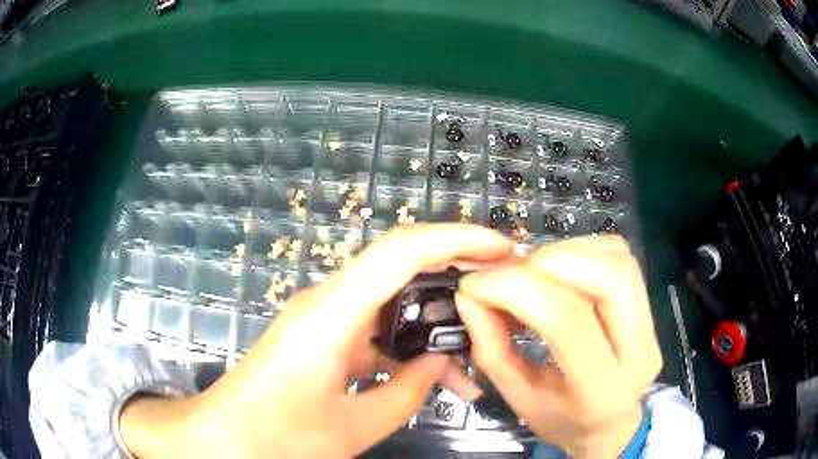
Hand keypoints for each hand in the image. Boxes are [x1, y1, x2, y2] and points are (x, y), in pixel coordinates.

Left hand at [120, 224, 512, 457]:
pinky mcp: (322, 338)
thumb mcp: (353, 426)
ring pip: (392, 307)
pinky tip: (430, 380)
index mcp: (332, 314)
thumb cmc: (277, 436)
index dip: (457, 239)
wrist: (222, 438)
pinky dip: (406, 351)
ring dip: (433, 329)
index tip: (502, 248)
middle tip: (500, 299)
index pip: (403, 251)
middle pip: (402, 268)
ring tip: (474, 366)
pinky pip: (374, 332)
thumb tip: (440, 366)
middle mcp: (328, 303)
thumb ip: (407, 393)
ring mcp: (324, 319)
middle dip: (456, 278)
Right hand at [456, 236, 661, 457]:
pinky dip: (583, 251)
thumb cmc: (562, 419)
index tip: (476, 283)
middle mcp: (638, 351)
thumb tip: (470, 296)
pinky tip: (559, 270)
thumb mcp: (518, 399)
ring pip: (618, 260)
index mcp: (602, 391)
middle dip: (550, 261)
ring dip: (567, 252)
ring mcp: (651, 325)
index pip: (567, 320)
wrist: (610, 424)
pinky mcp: (650, 306)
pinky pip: (620, 257)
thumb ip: (492, 350)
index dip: (517, 289)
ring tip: (533, 271)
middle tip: (511, 271)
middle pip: (610, 276)